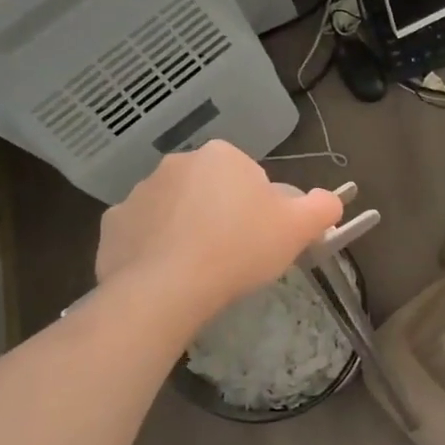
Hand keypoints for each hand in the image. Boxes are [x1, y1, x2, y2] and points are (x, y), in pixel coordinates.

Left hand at [94, 141, 343, 322]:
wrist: (166, 288)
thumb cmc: (240, 248)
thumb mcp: (298, 228)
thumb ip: (322, 207)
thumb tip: (331, 200)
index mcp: (222, 156)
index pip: (250, 178)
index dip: (261, 210)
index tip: (262, 238)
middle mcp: (177, 163)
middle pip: (212, 190)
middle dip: (223, 216)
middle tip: (236, 255)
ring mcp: (139, 192)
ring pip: (176, 210)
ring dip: (188, 230)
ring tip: (201, 269)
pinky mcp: (113, 224)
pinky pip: (143, 232)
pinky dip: (155, 248)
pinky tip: (169, 275)